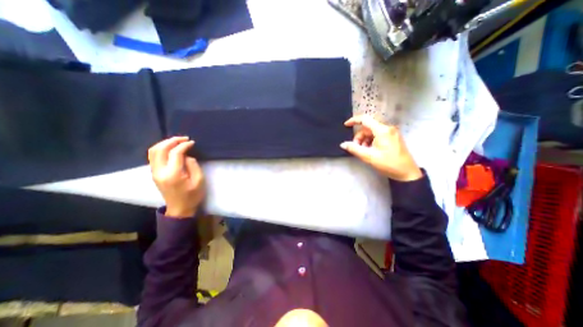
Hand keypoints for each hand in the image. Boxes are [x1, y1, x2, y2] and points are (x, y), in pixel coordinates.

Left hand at [148, 135, 203, 216]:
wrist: (180, 209)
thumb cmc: (192, 196)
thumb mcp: (199, 181)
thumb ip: (193, 165)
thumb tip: (187, 156)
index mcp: (173, 174)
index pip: (175, 153)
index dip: (184, 145)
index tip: (192, 142)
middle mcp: (160, 171)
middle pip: (160, 149)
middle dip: (172, 141)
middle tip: (184, 138)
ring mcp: (154, 172)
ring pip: (153, 151)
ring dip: (164, 143)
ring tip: (177, 141)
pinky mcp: (154, 173)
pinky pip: (153, 156)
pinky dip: (161, 149)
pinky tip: (171, 148)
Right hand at [340, 116, 421, 181]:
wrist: (407, 173)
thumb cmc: (388, 164)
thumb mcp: (369, 157)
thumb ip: (354, 149)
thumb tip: (343, 144)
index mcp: (382, 130)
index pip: (365, 119)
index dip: (354, 120)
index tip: (346, 125)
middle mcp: (388, 128)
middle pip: (368, 127)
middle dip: (359, 136)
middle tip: (356, 147)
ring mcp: (392, 132)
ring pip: (372, 132)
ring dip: (365, 139)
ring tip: (364, 151)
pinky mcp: (393, 137)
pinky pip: (378, 135)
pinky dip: (371, 141)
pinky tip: (370, 150)